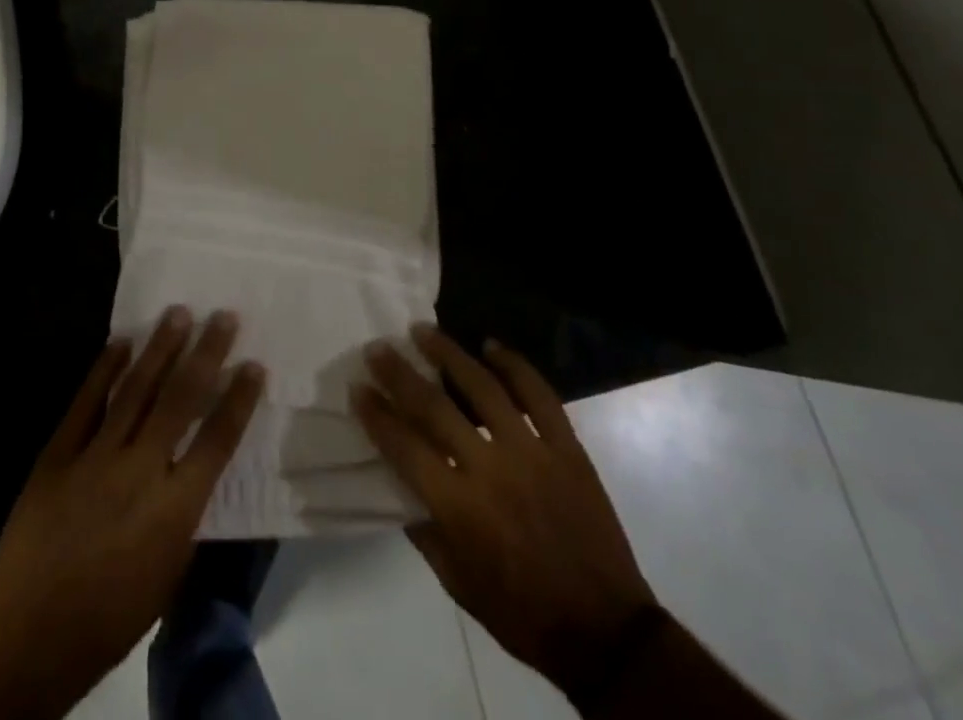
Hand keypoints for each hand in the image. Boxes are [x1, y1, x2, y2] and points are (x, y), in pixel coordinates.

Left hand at [0, 307, 263, 719]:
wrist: (24, 643)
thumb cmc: (108, 620)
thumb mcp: (167, 575)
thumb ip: (184, 515)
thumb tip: (193, 466)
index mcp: (173, 510)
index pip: (218, 441)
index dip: (239, 399)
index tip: (254, 364)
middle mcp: (139, 473)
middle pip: (180, 400)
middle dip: (205, 353)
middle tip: (223, 316)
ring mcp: (94, 458)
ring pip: (135, 390)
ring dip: (160, 348)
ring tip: (178, 312)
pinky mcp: (56, 455)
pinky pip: (85, 402)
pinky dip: (104, 369)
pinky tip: (120, 342)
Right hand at [355, 326, 657, 699]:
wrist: (605, 632)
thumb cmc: (522, 614)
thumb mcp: (458, 584)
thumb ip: (425, 531)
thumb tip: (401, 486)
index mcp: (459, 507)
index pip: (404, 447)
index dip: (376, 415)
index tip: (358, 387)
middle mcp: (490, 469)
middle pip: (435, 406)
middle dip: (400, 373)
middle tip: (379, 348)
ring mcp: (532, 452)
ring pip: (484, 387)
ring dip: (450, 354)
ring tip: (425, 331)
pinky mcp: (567, 448)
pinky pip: (540, 396)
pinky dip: (516, 365)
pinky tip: (492, 345)